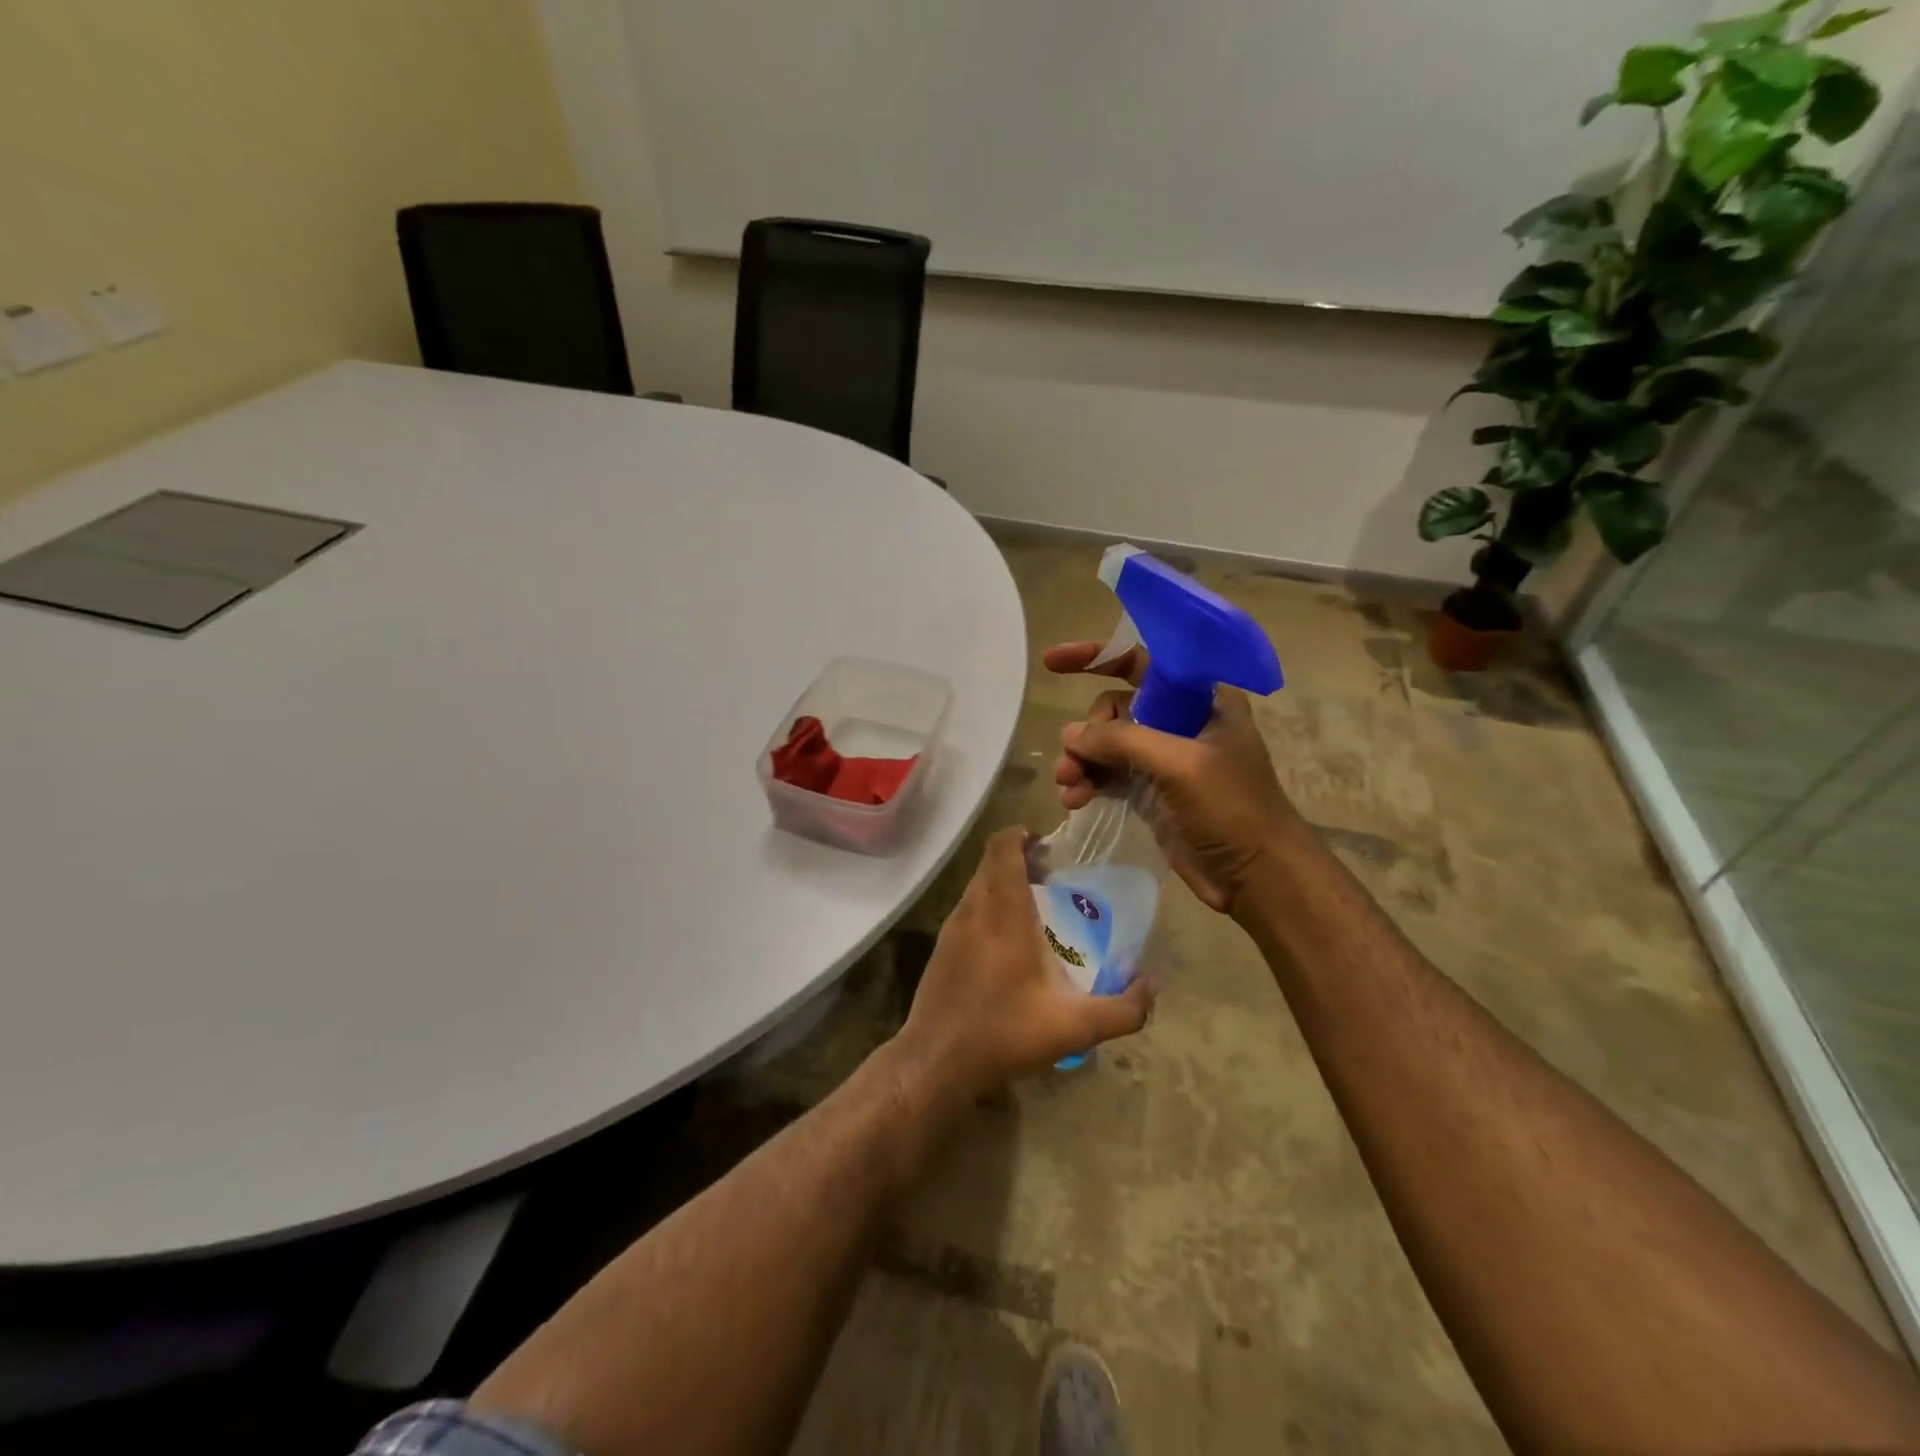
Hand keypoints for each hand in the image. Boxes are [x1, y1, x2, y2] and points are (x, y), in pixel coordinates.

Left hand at [897, 828, 1155, 1098]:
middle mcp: (973, 907)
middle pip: (992, 861)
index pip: (1003, 845)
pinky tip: (1008, 946)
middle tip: (1052, 879)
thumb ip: (1123, 1008)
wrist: (937, 1061)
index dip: (1023, 835)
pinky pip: (968, 910)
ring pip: (978, 886)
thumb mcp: (1075, 1026)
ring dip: (1003, 884)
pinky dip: (988, 908)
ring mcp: (952, 927)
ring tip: (1036, 911)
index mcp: (1003, 910)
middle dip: (1020, 859)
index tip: (1049, 847)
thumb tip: (1151, 985)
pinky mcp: (941, 948)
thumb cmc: (1006, 1032)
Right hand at [1043, 641, 1297, 915]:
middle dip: (1088, 732)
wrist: (1258, 878)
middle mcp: (1181, 722)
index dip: (1097, 657)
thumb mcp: (1180, 765)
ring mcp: (1165, 760)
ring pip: (1107, 745)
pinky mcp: (1152, 793)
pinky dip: (1089, 782)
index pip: (1141, 662)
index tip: (1053, 662)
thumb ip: (1122, 740)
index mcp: (1201, 700)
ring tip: (1068, 787)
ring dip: (1082, 761)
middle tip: (1072, 762)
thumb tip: (1071, 735)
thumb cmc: (1232, 810)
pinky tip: (1074, 800)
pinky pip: (1108, 775)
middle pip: (1115, 708)